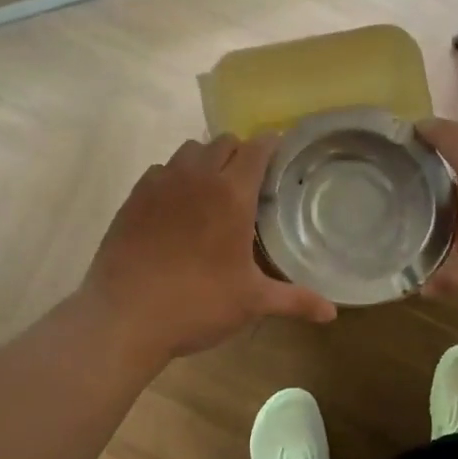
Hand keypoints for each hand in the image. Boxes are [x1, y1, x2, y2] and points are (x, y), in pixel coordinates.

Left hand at [83, 134, 336, 364]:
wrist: (125, 316)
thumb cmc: (197, 304)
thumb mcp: (251, 302)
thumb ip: (294, 300)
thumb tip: (332, 313)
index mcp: (232, 195)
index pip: (257, 148)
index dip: (271, 146)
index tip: (279, 156)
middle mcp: (197, 177)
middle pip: (224, 142)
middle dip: (239, 153)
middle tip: (248, 182)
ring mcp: (161, 183)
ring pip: (189, 150)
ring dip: (205, 160)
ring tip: (211, 190)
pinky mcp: (134, 196)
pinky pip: (160, 170)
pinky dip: (174, 177)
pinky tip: (176, 207)